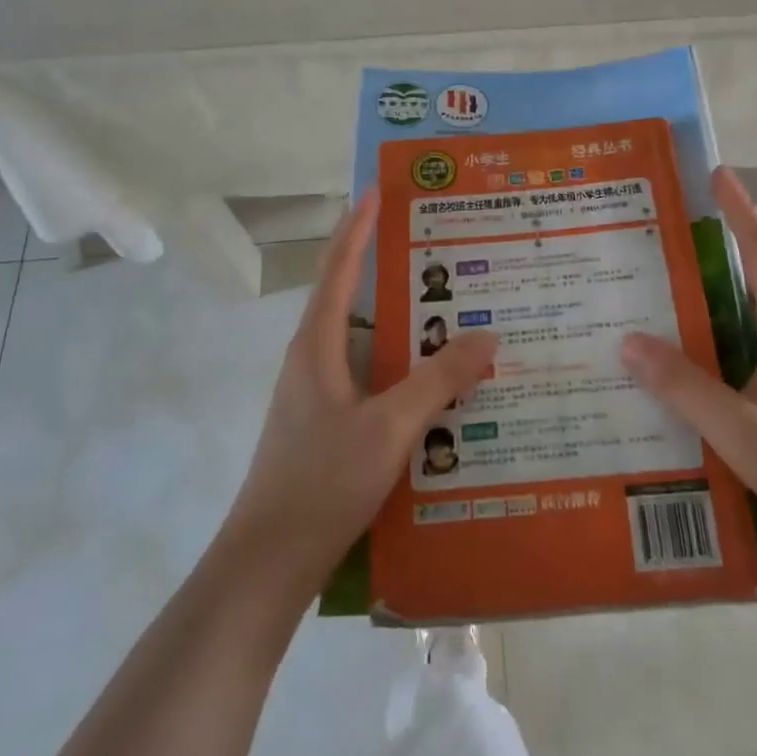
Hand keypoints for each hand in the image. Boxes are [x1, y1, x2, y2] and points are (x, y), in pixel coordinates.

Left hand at [223, 190, 497, 591]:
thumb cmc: (321, 482)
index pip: (338, 268)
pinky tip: (436, 384)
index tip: (377, 190)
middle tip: (438, 250)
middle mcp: (313, 360)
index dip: (357, 226)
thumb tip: (488, 334)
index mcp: (316, 345)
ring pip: (366, 342)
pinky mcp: (329, 425)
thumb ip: (439, 379)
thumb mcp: (389, 427)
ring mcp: (318, 395)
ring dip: (401, 324)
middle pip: (352, 298)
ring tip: (450, 313)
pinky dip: (402, 366)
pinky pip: (371, 377)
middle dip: (389, 269)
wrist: (268, 565)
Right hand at [620, 167, 756, 570]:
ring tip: (647, 292)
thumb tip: (627, 340)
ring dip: (702, 296)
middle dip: (709, 246)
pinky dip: (705, 339)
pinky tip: (672, 362)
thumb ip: (684, 386)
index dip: (739, 208)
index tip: (715, 172)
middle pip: (749, 273)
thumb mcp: (741, 429)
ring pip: (740, 313)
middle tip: (653, 234)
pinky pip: (738, 348)